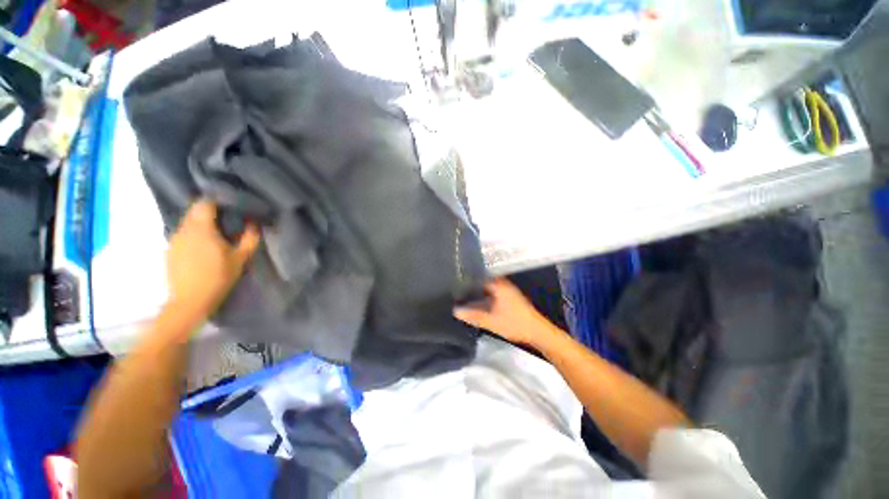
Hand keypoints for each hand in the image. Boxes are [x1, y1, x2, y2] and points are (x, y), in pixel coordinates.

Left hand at [166, 200, 260, 322]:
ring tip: (216, 233)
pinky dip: (193, 234)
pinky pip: (183, 234)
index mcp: (201, 229)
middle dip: (210, 211)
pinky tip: (203, 247)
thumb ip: (249, 238)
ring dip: (201, 223)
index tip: (230, 204)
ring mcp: (174, 240)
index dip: (217, 201)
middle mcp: (184, 230)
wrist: (190, 301)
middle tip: (226, 218)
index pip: (205, 203)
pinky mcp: (170, 250)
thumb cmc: (219, 277)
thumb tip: (254, 223)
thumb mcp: (241, 258)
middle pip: (194, 211)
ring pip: (187, 222)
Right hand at [453, 278, 554, 346]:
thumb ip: (473, 316)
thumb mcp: (491, 322)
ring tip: (466, 296)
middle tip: (459, 290)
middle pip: (485, 282)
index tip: (457, 284)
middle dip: (473, 286)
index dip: (468, 280)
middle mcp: (504, 285)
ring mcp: (509, 291)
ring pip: (490, 288)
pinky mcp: (512, 299)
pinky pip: (495, 293)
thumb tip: (456, 311)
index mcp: (499, 286)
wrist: (538, 332)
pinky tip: (481, 303)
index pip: (480, 277)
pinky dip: (487, 296)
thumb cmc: (515, 324)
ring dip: (480, 291)